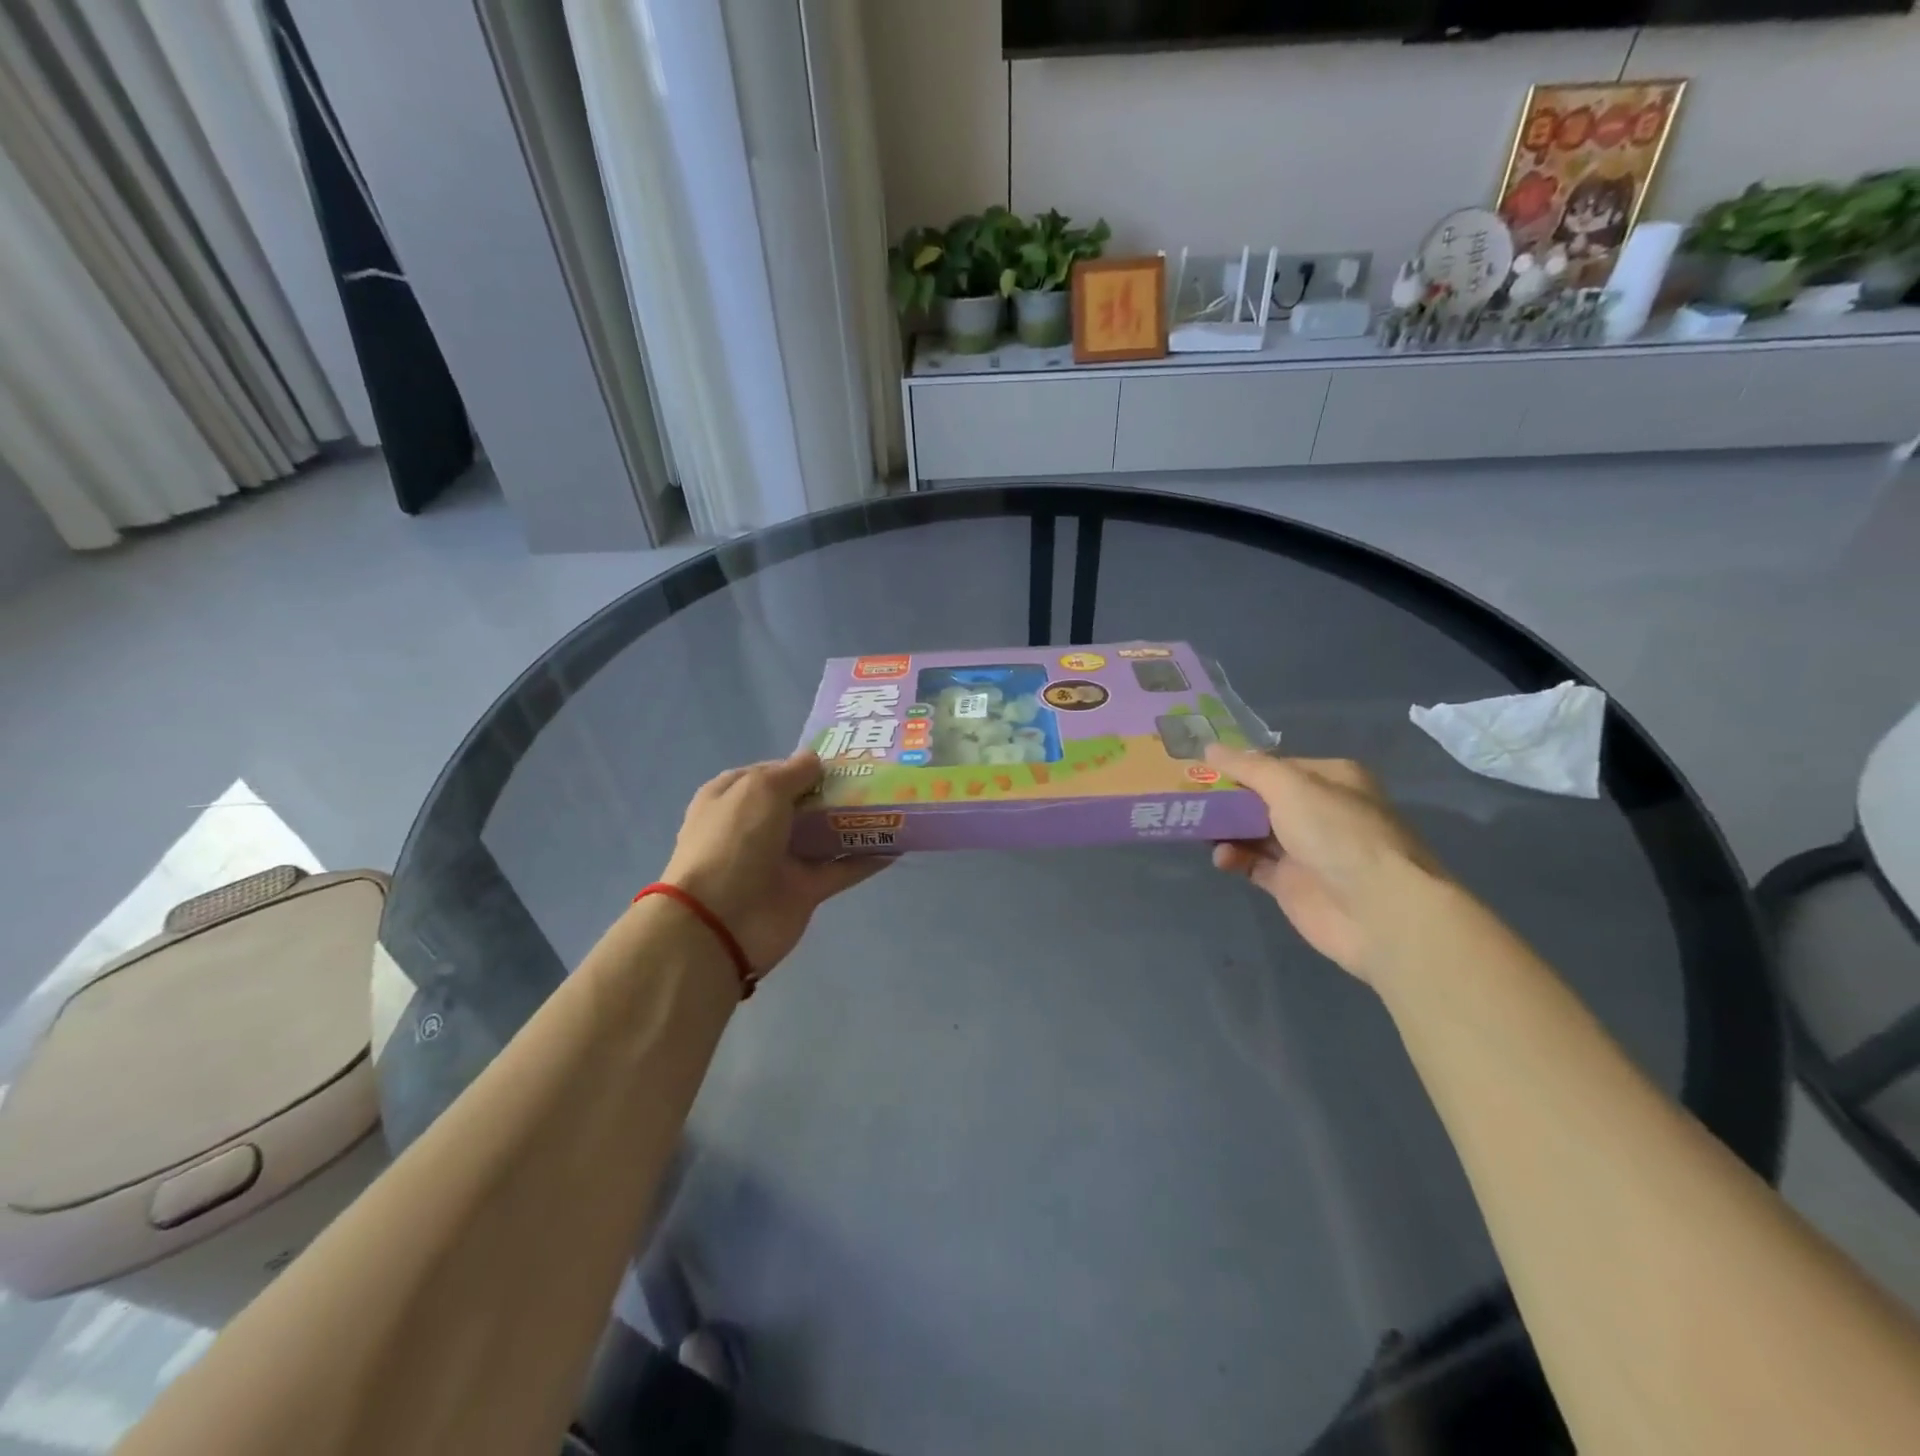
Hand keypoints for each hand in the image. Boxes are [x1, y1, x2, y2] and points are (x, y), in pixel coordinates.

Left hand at [662, 751, 891, 976]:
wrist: (720, 922)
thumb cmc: (734, 841)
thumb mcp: (759, 790)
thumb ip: (792, 772)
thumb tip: (815, 760)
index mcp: (734, 797)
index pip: (773, 773)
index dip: (804, 765)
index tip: (843, 758)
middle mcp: (757, 826)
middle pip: (803, 803)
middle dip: (835, 791)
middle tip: (878, 775)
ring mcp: (782, 860)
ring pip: (824, 835)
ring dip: (855, 822)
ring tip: (894, 802)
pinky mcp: (804, 890)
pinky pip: (840, 869)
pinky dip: (866, 859)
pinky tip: (897, 844)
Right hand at [1204, 746, 1446, 984]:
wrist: (1378, 911)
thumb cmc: (1337, 833)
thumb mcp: (1290, 786)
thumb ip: (1248, 767)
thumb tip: (1209, 748)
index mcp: (1330, 779)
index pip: (1275, 765)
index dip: (1239, 766)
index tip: (1201, 766)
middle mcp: (1319, 811)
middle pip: (1261, 798)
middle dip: (1227, 797)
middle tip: (1189, 797)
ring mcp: (1305, 849)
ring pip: (1253, 831)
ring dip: (1226, 828)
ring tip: (1196, 827)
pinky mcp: (1291, 884)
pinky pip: (1253, 864)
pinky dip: (1234, 858)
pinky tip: (1221, 858)